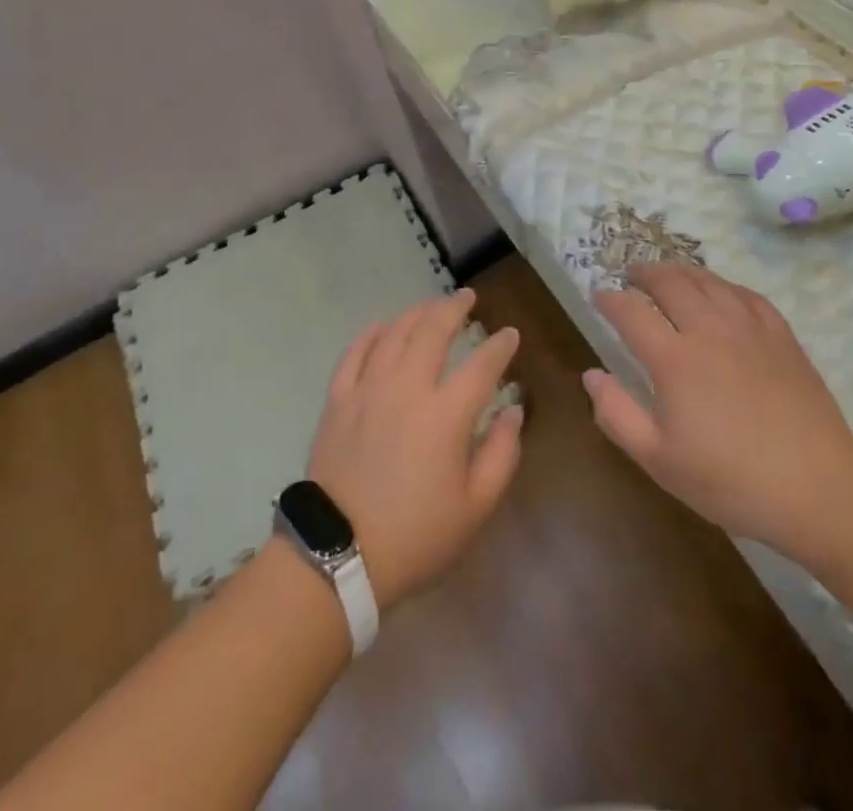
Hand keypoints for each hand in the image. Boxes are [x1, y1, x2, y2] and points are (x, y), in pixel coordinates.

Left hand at [305, 288, 522, 610]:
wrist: (339, 555)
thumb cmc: (416, 535)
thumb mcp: (475, 507)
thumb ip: (502, 454)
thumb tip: (514, 412)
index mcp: (446, 414)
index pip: (482, 365)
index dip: (500, 346)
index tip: (510, 334)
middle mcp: (407, 388)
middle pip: (433, 331)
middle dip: (455, 308)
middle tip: (468, 297)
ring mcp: (368, 389)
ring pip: (394, 334)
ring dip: (417, 314)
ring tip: (431, 306)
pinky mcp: (338, 399)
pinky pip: (355, 353)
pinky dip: (371, 334)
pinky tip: (382, 326)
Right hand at [585, 264, 852, 569]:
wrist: (818, 490)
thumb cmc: (730, 480)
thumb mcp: (659, 459)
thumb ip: (616, 414)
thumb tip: (591, 375)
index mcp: (673, 358)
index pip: (630, 311)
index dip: (609, 299)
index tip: (598, 296)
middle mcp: (708, 330)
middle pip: (670, 283)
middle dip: (644, 274)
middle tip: (631, 276)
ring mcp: (749, 329)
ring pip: (708, 281)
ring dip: (681, 272)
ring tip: (668, 275)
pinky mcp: (781, 336)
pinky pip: (746, 294)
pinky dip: (724, 285)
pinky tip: (720, 292)